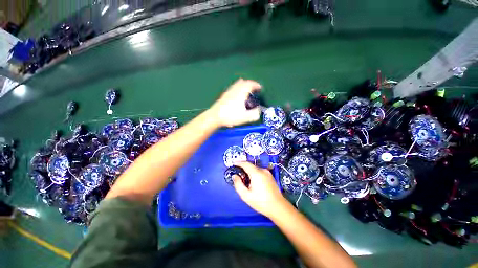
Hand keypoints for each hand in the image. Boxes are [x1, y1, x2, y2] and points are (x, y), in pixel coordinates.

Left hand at [209, 79, 261, 127]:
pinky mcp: (224, 95)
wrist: (215, 116)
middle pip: (244, 82)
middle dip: (250, 84)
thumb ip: (254, 114)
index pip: (250, 84)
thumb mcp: (245, 117)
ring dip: (244, 85)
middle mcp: (235, 90)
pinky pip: (233, 87)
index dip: (256, 85)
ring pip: (237, 84)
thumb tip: (258, 111)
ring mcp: (229, 91)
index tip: (260, 88)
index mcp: (241, 93)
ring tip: (247, 89)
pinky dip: (238, 87)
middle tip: (254, 88)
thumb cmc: (230, 116)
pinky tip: (237, 93)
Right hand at [233, 162, 286, 217]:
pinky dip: (254, 173)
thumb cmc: (261, 202)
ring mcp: (267, 172)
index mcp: (256, 173)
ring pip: (255, 168)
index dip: (238, 162)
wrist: (278, 207)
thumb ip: (238, 184)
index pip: (246, 164)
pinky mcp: (270, 175)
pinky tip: (253, 181)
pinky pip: (260, 171)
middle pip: (250, 166)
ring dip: (249, 171)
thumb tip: (234, 176)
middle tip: (237, 173)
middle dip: (243, 167)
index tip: (233, 163)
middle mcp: (262, 170)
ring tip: (244, 178)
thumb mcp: (246, 195)